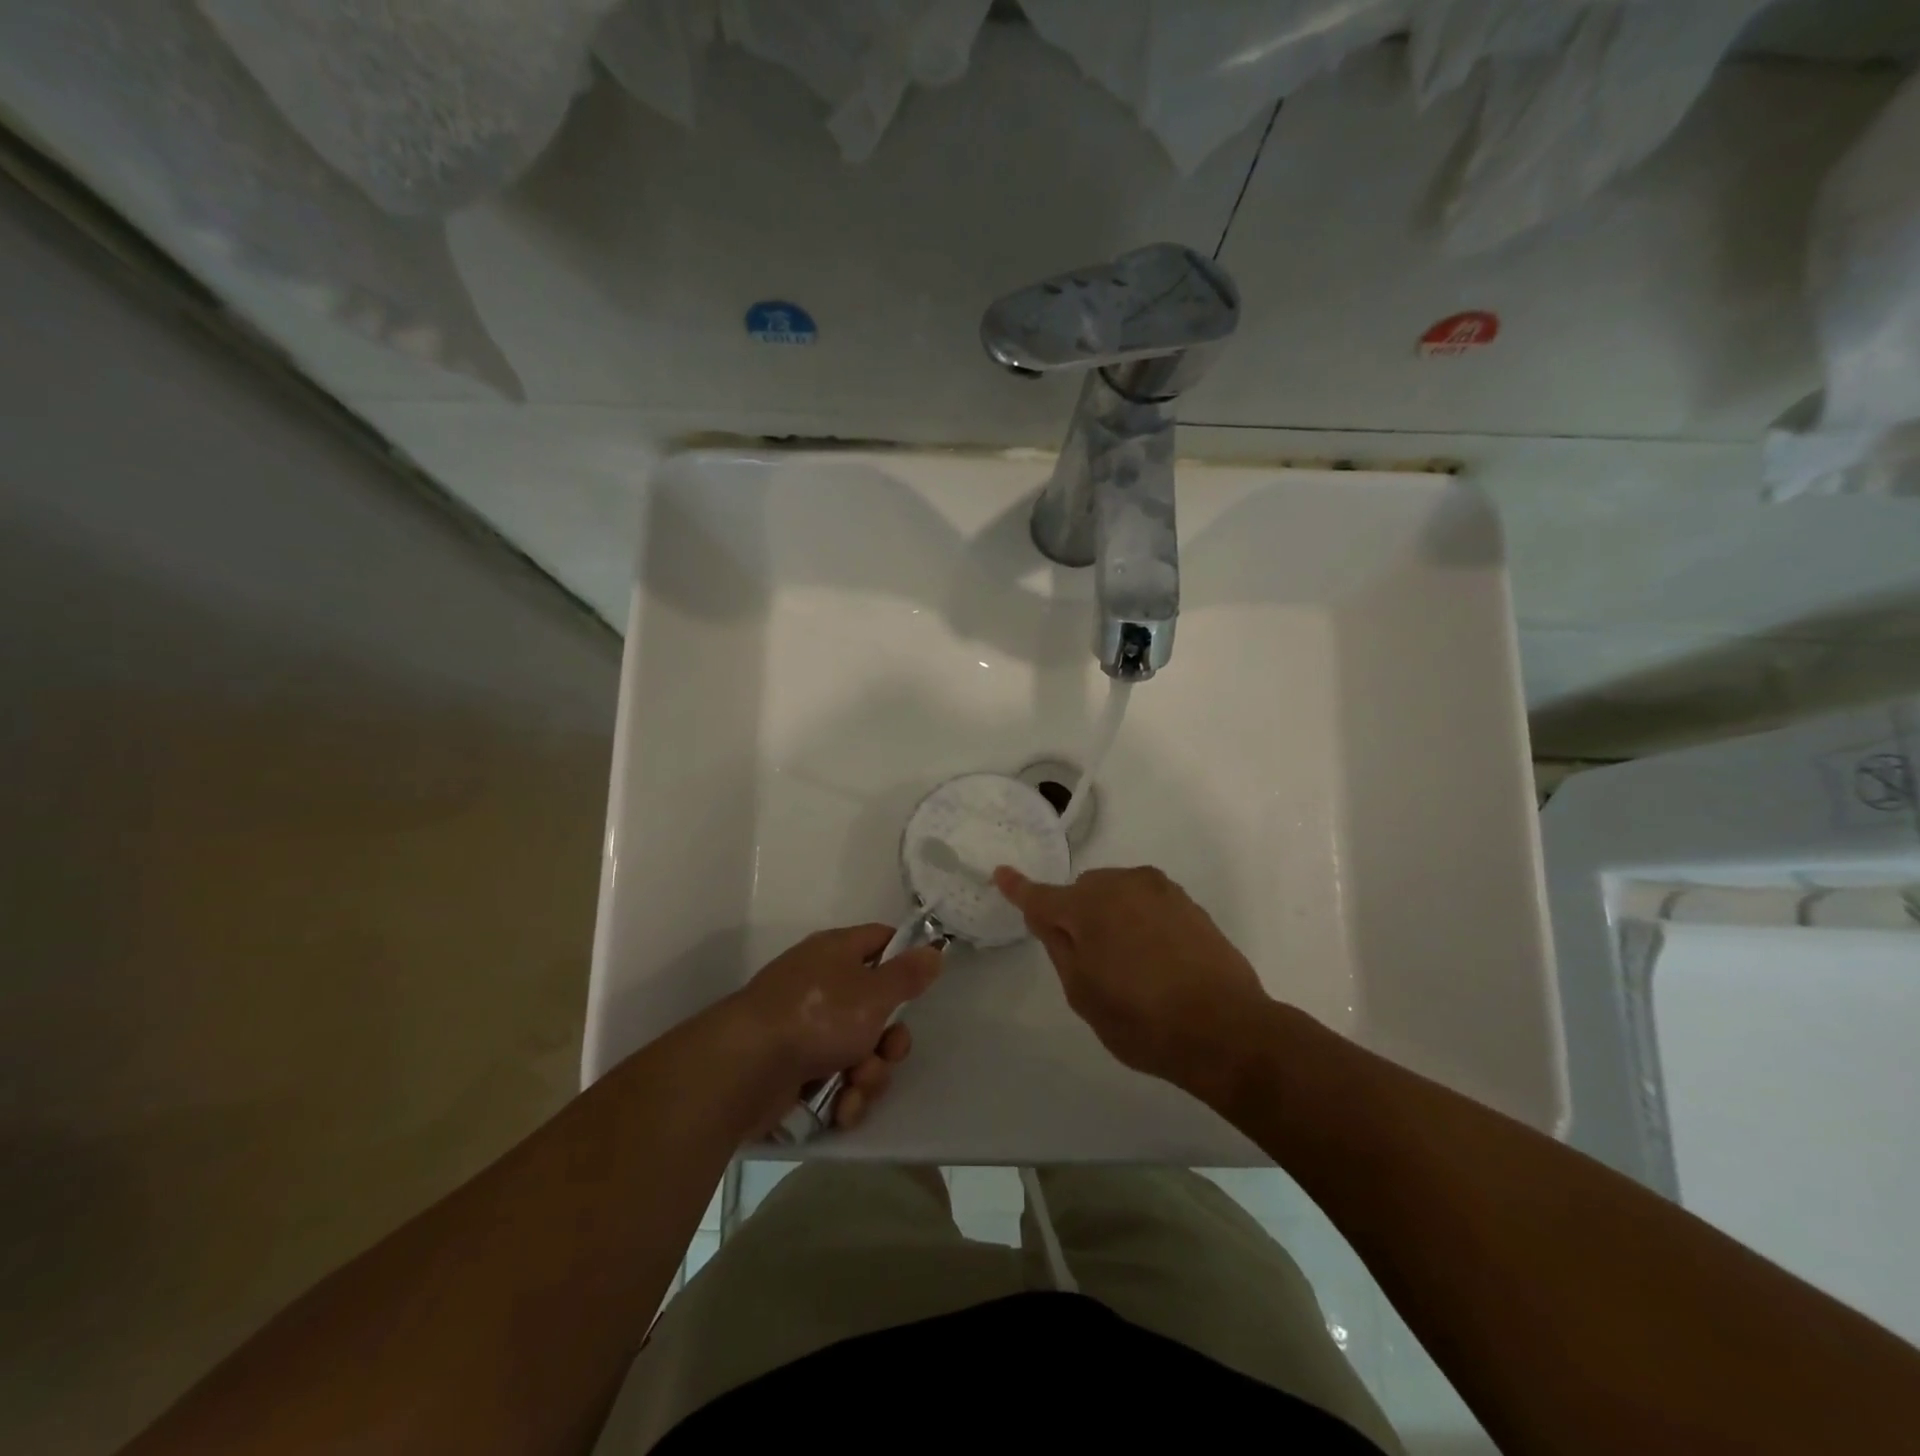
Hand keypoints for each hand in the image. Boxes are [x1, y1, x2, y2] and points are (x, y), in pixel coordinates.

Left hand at [729, 924, 941, 1130]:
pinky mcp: (793, 1069)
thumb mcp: (873, 992)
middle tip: (887, 1051)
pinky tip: (839, 1107)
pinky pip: (835, 1079)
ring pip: (858, 1051)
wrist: (745, 1068)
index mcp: (836, 952)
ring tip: (854, 1086)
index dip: (904, 958)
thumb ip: (907, 974)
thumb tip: (933, 949)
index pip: (880, 940)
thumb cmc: (816, 1016)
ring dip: (867, 1074)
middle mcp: (821, 985)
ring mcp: (805, 1028)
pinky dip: (842, 1095)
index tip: (923, 983)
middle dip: (888, 1040)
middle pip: (875, 1008)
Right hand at [992, 865, 1271, 1094]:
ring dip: (1109, 915)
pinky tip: (1157, 959)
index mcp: (1087, 907)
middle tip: (1091, 962)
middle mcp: (1121, 885)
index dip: (1018, 888)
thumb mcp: (1083, 994)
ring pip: (1115, 893)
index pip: (1041, 896)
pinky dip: (1138, 919)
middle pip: (1082, 892)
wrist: (1227, 1030)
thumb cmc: (1143, 1021)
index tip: (1001, 874)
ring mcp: (1158, 890)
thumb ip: (1059, 947)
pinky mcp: (1186, 902)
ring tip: (1130, 965)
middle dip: (1076, 915)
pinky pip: (1145, 902)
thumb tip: (1046, 916)